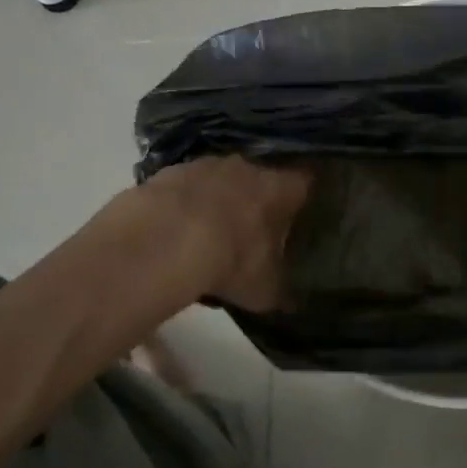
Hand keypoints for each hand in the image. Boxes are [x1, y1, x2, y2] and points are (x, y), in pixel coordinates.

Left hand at [144, 156, 310, 312]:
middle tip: (254, 229)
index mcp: (281, 188)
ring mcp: (205, 165)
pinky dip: (183, 206)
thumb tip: (292, 302)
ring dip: (218, 200)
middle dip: (258, 200)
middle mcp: (248, 167)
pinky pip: (184, 189)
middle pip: (261, 178)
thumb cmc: (230, 260)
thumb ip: (280, 290)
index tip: (304, 211)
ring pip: (220, 180)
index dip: (305, 197)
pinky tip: (174, 232)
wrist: (161, 242)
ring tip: (210, 233)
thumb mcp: (263, 289)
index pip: (305, 182)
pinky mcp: (167, 173)